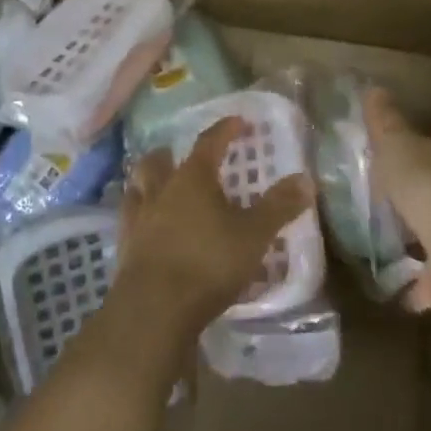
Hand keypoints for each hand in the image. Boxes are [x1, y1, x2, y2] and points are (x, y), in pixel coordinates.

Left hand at [116, 116, 313, 342]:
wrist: (154, 308)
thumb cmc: (208, 263)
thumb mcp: (253, 235)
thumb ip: (278, 207)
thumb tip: (306, 178)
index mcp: (192, 178)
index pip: (208, 142)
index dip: (224, 130)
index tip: (237, 122)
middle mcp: (161, 189)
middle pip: (160, 160)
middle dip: (171, 153)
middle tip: (183, 156)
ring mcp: (137, 217)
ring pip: (137, 186)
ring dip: (148, 181)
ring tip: (160, 186)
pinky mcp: (125, 247)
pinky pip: (129, 218)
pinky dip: (139, 214)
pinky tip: (147, 225)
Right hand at [365, 88, 430, 315]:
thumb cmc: (427, 186)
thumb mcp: (397, 146)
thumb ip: (385, 123)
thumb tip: (374, 88)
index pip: (418, 153)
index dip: (399, 151)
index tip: (375, 154)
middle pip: (425, 195)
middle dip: (407, 197)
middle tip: (372, 200)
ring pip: (429, 236)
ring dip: (412, 240)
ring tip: (377, 245)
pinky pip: (427, 283)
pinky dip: (414, 288)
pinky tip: (391, 293)